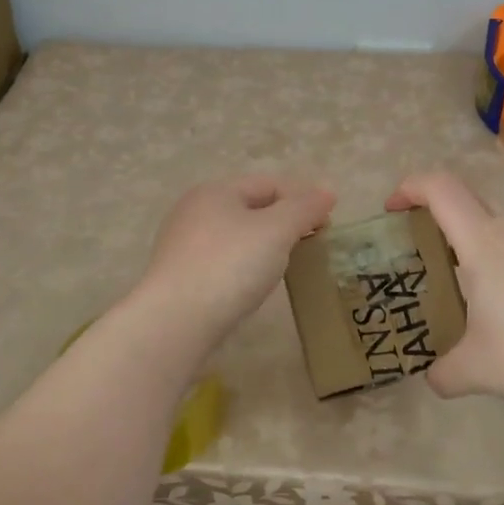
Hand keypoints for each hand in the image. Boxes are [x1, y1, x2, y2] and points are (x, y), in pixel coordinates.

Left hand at [136, 176, 335, 347]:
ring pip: (235, 235)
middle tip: (311, 244)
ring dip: (263, 245)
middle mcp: (194, 210)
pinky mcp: (179, 276)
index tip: (328, 224)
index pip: (269, 183)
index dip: (302, 198)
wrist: (176, 321)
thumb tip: (327, 191)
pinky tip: (252, 285)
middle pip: (250, 207)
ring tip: (286, 265)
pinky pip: (222, 261)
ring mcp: (182, 244)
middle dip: (283, 222)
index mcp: (216, 191)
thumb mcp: (276, 230)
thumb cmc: (230, 265)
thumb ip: (304, 208)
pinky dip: (243, 266)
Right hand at [386, 171, 503, 415]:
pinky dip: (491, 252)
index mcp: (482, 242)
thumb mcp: (474, 369)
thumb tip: (434, 378)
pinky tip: (492, 297)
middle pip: (466, 195)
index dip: (410, 187)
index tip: (391, 210)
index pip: (441, 188)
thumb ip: (444, 371)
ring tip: (451, 273)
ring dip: (465, 231)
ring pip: (493, 217)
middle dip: (434, 207)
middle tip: (416, 242)